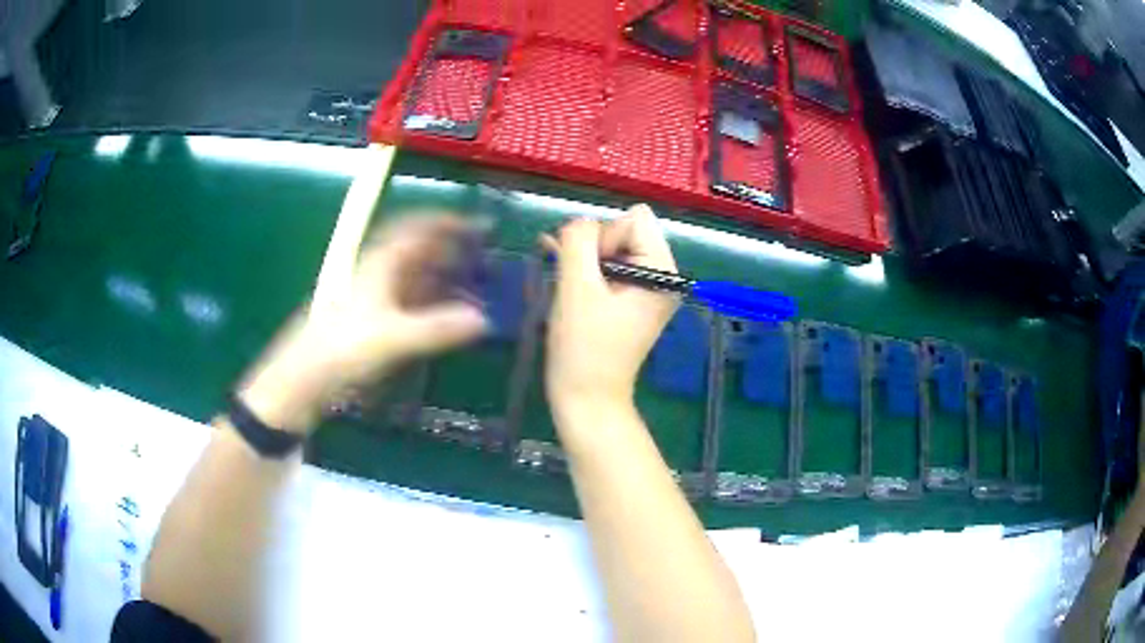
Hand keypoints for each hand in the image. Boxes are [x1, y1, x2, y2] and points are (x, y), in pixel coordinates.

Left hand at [239, 215, 486, 432]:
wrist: (301, 380)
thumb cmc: (342, 349)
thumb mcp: (392, 339)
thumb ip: (437, 329)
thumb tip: (483, 320)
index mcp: (379, 263)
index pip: (417, 228)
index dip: (448, 222)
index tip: (480, 226)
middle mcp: (375, 273)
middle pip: (417, 250)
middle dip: (450, 251)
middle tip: (484, 259)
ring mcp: (371, 297)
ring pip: (413, 277)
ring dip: (442, 279)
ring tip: (472, 288)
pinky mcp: (369, 321)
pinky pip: (407, 302)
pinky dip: (429, 304)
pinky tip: (444, 318)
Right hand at [543, 205, 679, 427]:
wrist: (587, 400)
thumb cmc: (583, 348)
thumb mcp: (577, 288)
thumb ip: (578, 241)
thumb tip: (578, 222)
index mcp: (662, 270)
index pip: (634, 218)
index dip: (604, 237)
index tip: (589, 273)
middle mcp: (662, 275)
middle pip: (625, 230)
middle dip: (594, 246)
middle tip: (575, 279)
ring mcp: (647, 289)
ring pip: (612, 246)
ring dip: (584, 257)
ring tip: (560, 273)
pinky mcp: (631, 300)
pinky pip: (609, 266)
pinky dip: (587, 267)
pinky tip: (560, 268)